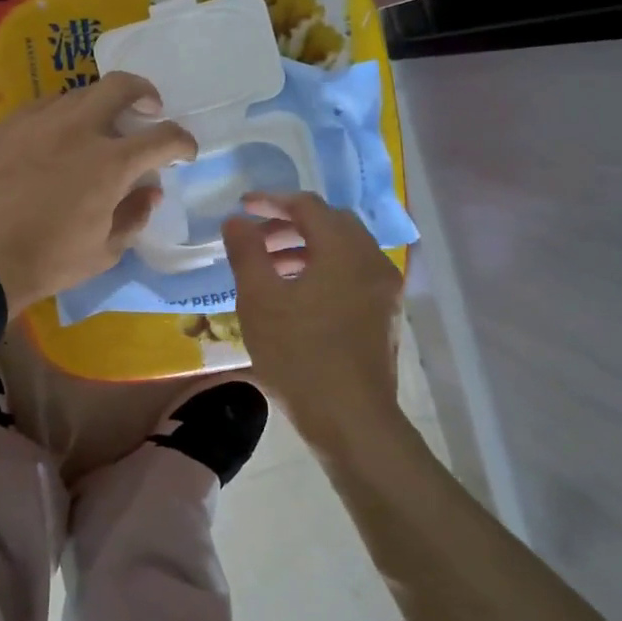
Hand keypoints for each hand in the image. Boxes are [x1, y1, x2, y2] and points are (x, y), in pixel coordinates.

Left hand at [0, 73, 195, 314]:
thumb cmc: (48, 261)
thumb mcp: (104, 252)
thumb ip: (135, 216)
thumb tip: (151, 191)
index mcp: (110, 163)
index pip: (163, 137)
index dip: (182, 142)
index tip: (183, 151)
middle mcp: (78, 129)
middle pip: (121, 87)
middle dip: (145, 93)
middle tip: (148, 109)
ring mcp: (38, 121)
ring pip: (79, 93)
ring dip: (99, 105)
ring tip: (98, 126)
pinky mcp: (6, 126)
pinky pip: (42, 106)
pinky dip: (61, 115)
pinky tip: (55, 134)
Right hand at [222, 192, 403, 435]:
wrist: (351, 420)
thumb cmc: (299, 355)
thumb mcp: (259, 300)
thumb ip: (246, 252)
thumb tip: (236, 221)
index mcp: (344, 249)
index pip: (307, 206)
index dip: (271, 200)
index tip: (242, 207)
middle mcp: (372, 260)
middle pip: (330, 223)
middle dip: (289, 224)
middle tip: (255, 239)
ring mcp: (384, 289)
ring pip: (343, 250)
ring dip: (306, 249)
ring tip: (269, 268)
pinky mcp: (385, 315)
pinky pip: (352, 274)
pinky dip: (324, 270)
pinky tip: (297, 296)